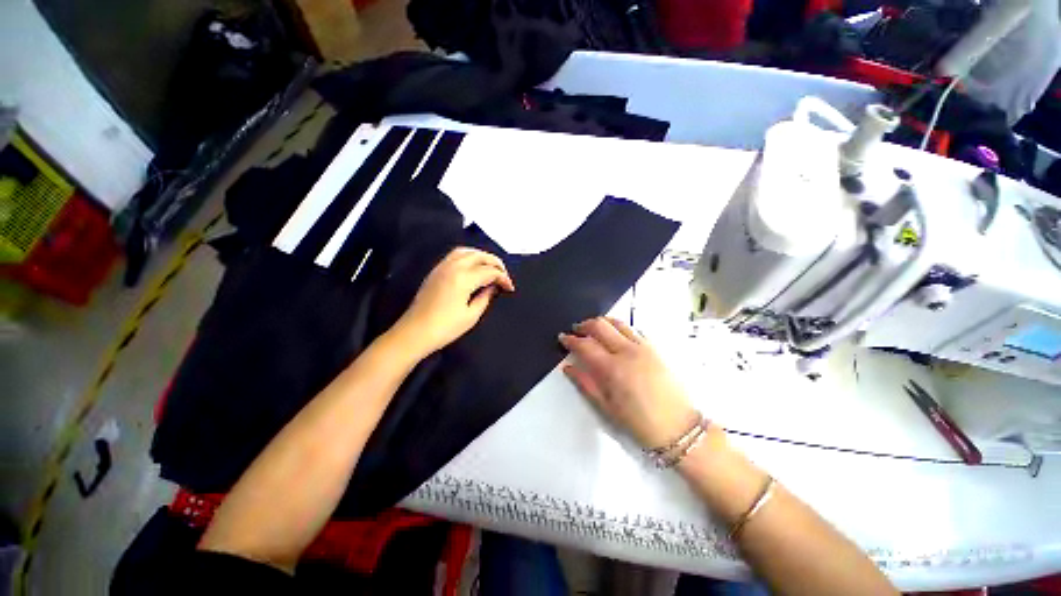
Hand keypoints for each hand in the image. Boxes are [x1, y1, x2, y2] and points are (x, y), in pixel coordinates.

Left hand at [394, 247, 514, 356]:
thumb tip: (493, 287)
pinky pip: (455, 255)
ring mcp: (442, 267)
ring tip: (490, 267)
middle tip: (504, 274)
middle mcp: (453, 267)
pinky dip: (469, 256)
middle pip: (479, 255)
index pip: (490, 271)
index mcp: (464, 278)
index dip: (503, 278)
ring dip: (481, 256)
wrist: (414, 332)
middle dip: (495, 263)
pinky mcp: (435, 271)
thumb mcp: (471, 316)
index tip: (510, 288)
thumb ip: (485, 297)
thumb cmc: (445, 328)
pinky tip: (473, 266)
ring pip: (466, 251)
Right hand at [560, 317, 697, 449]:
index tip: (563, 338)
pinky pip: (634, 329)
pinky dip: (620, 327)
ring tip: (593, 328)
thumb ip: (585, 383)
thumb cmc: (639, 422)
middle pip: (600, 326)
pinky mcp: (654, 348)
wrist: (679, 427)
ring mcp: (643, 347)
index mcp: (612, 368)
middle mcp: (627, 351)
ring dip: (602, 322)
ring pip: (618, 323)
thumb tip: (567, 367)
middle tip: (576, 330)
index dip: (571, 339)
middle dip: (584, 325)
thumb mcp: (607, 408)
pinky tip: (616, 334)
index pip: (585, 345)